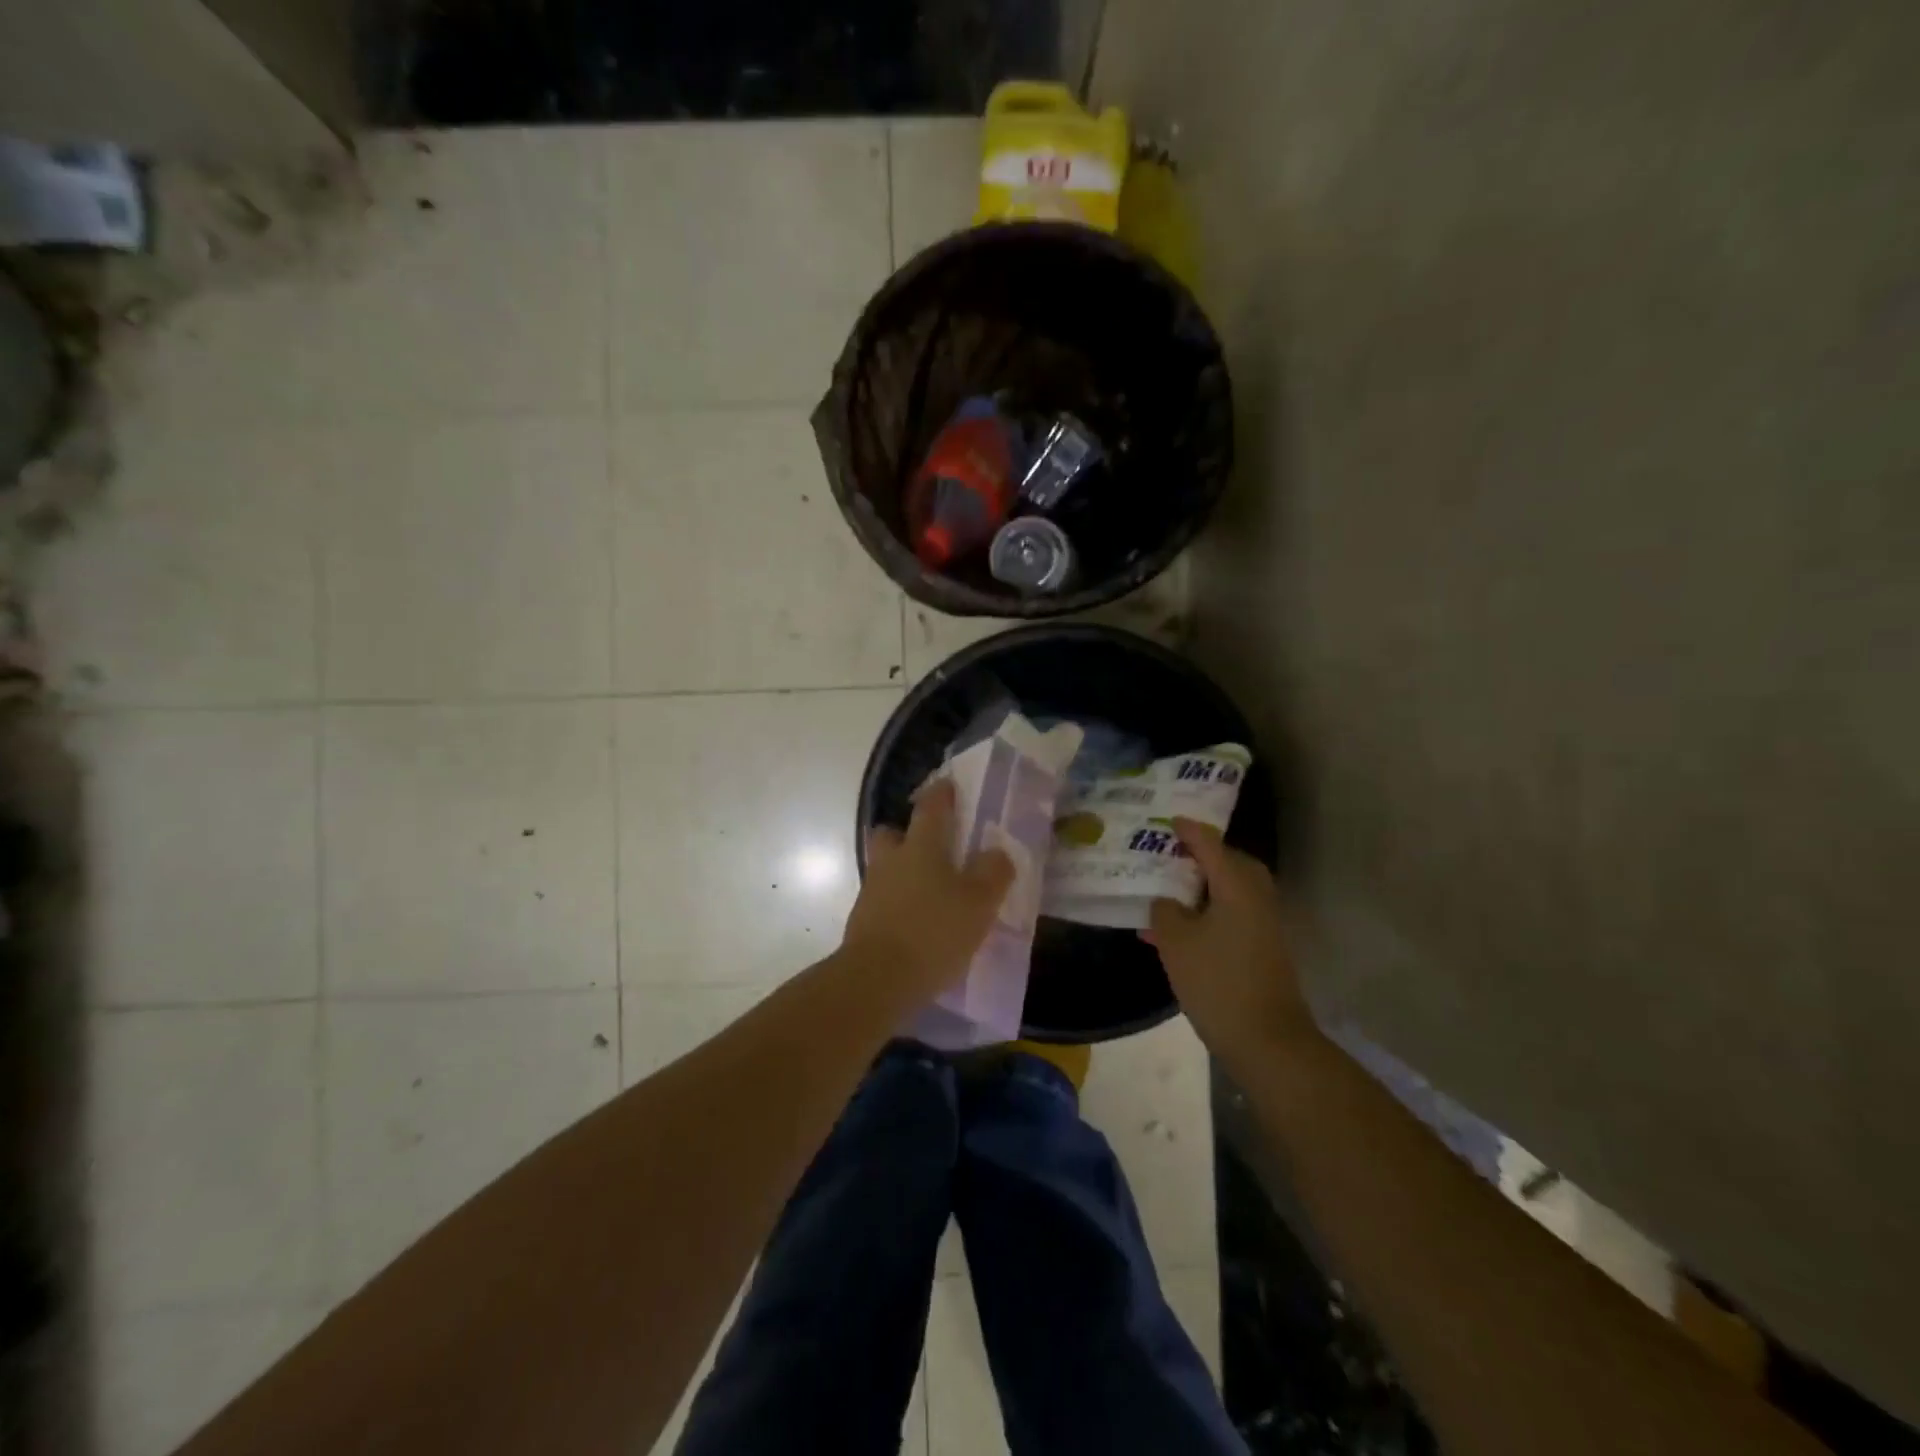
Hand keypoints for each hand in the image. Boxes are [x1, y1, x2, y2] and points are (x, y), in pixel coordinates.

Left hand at [842, 779, 1014, 997]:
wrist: (877, 979)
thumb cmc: (933, 931)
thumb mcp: (979, 903)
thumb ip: (993, 873)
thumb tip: (996, 853)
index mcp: (921, 847)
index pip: (931, 808)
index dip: (941, 794)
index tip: (948, 786)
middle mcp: (891, 861)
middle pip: (892, 834)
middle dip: (907, 833)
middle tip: (932, 847)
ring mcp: (872, 891)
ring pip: (886, 868)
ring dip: (904, 872)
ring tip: (932, 893)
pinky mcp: (863, 922)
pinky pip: (884, 901)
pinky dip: (899, 904)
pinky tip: (919, 924)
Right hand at [1148, 818, 1316, 1066]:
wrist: (1267, 1041)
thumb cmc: (1217, 982)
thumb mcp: (1175, 942)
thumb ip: (1164, 910)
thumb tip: (1166, 901)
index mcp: (1236, 885)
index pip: (1209, 844)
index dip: (1187, 830)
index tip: (1166, 820)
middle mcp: (1255, 896)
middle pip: (1227, 863)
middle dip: (1198, 856)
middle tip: (1166, 855)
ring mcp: (1263, 923)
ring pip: (1228, 890)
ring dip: (1200, 887)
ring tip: (1165, 891)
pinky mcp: (1262, 947)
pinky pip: (1231, 913)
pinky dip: (1207, 912)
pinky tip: (1177, 930)